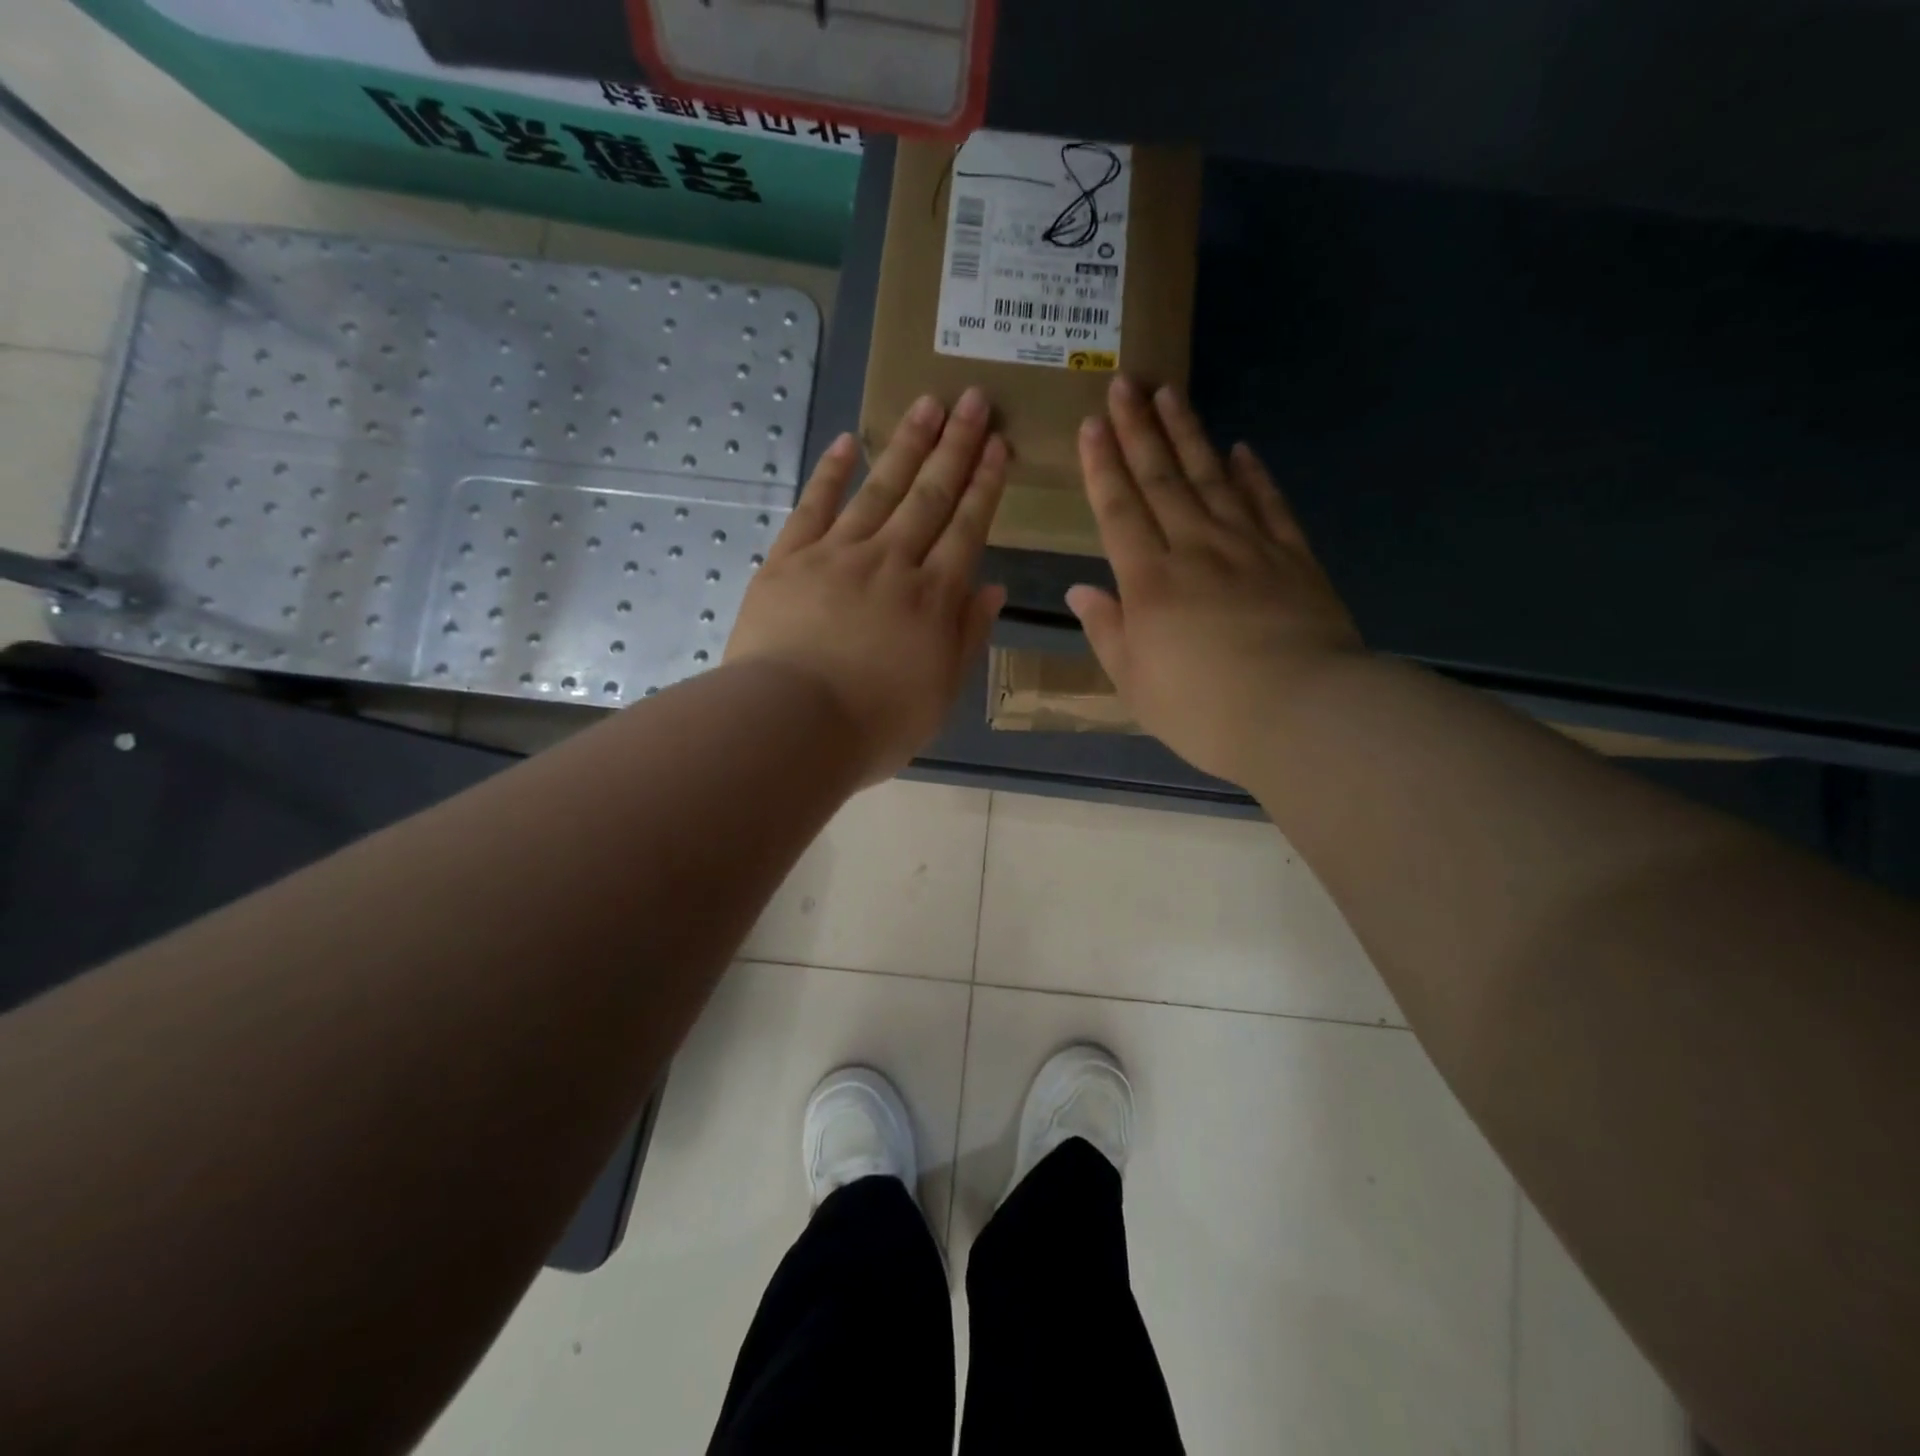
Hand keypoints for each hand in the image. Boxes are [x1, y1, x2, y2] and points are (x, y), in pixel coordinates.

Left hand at [726, 388, 1007, 785]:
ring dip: (906, 446)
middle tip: (973, 398)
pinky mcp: (789, 559)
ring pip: (880, 490)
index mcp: (932, 598)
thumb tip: (994, 587)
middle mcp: (891, 563)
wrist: (792, 725)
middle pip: (929, 496)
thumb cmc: (875, 724)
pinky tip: (848, 442)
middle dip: (955, 446)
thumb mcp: (940, 693)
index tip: (999, 444)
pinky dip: (831, 473)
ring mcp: (837, 555)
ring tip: (927, 403)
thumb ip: (967, 636)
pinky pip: (814, 506)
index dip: (985, 485)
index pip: (967, 528)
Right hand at [1069, 378, 1363, 785]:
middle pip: (1162, 480)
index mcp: (1149, 583)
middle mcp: (1195, 550)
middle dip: (1139, 430)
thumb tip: (1080, 592)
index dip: (1102, 467)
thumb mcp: (1136, 684)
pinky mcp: (1293, 557)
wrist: (1300, 713)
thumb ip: (1107, 632)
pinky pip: (1269, 504)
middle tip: (1125, 383)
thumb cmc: (1203, 710)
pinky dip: (1254, 474)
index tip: (1091, 424)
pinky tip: (1242, 449)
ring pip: (1212, 478)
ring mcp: (1249, 547)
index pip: (1119, 511)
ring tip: (1171, 394)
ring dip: (1188, 435)